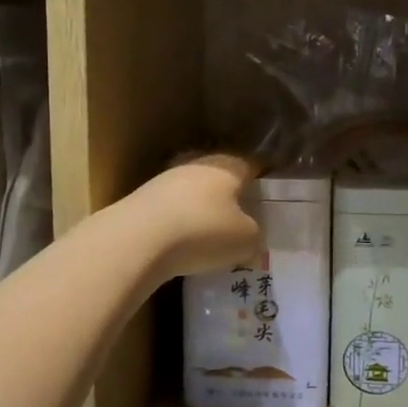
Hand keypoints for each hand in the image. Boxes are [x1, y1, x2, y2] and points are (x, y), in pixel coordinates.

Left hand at [129, 153, 263, 282]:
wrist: (136, 239)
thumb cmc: (202, 231)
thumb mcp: (245, 240)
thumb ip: (254, 235)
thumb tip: (250, 237)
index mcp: (227, 166)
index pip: (252, 165)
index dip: (263, 177)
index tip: (271, 192)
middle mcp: (197, 165)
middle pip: (220, 176)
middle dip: (231, 193)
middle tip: (243, 215)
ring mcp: (165, 180)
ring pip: (193, 191)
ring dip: (203, 208)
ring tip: (212, 233)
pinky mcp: (142, 199)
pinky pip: (172, 209)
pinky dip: (180, 222)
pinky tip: (183, 242)